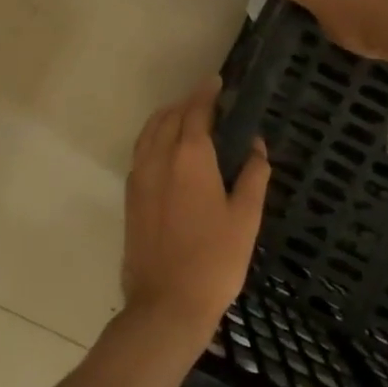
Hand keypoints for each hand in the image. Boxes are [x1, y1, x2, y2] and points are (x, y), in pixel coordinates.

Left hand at [122, 76, 270, 345]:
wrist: (166, 304)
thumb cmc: (215, 260)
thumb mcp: (246, 218)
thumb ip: (253, 176)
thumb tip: (256, 146)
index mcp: (189, 157)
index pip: (196, 112)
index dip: (206, 94)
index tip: (217, 82)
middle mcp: (159, 159)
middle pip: (168, 117)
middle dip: (186, 103)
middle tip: (207, 101)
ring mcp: (139, 178)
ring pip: (149, 133)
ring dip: (166, 118)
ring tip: (184, 117)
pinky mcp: (130, 198)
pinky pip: (140, 152)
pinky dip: (153, 138)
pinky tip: (165, 149)